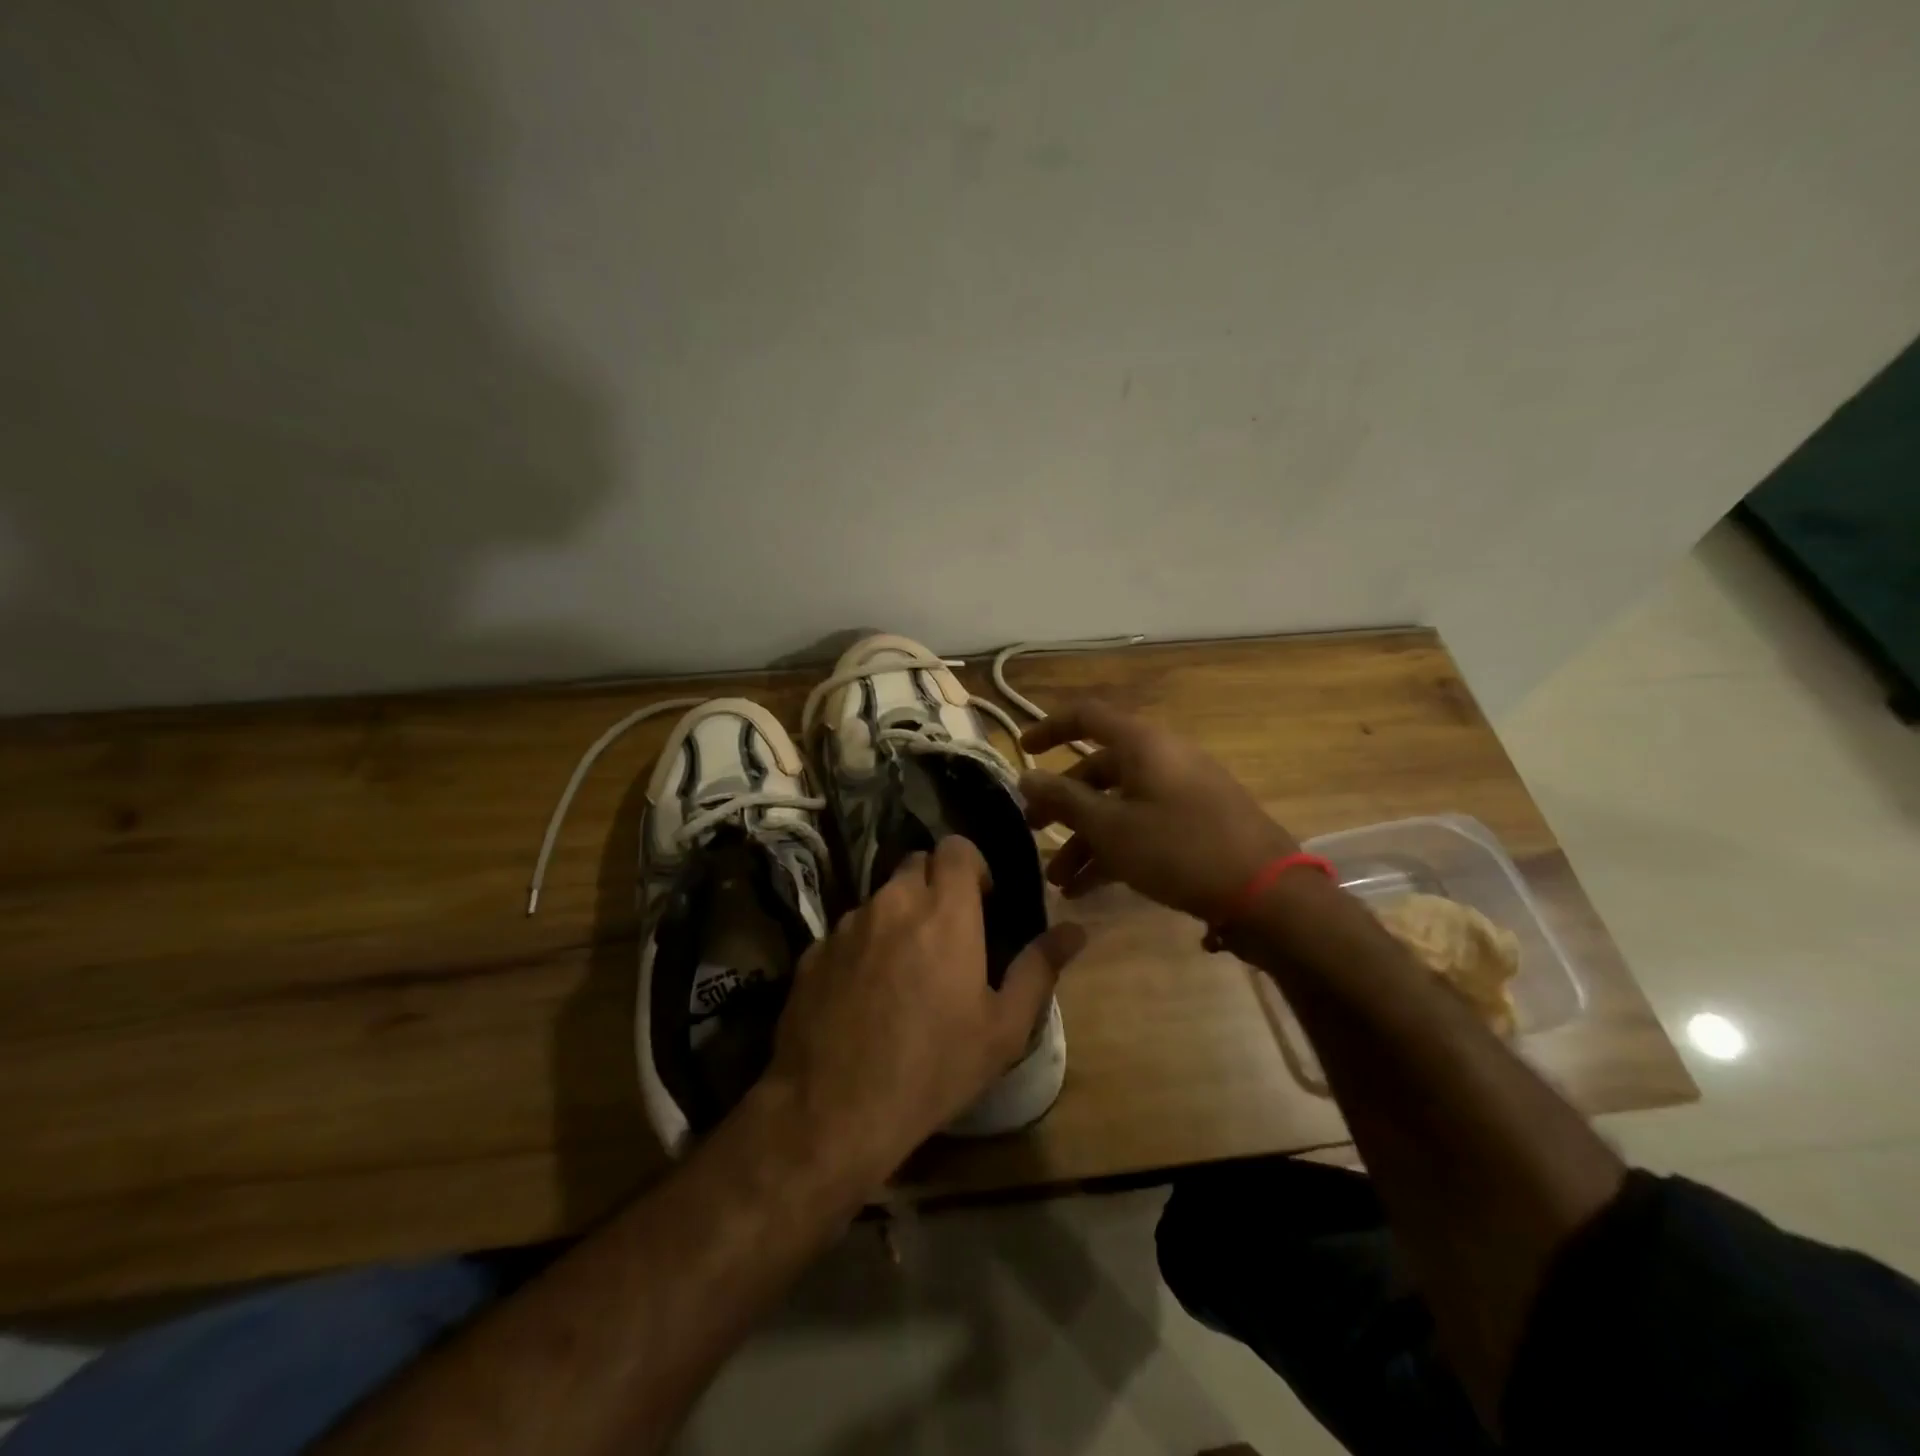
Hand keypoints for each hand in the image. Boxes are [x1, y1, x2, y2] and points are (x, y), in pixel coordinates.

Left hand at [764, 836, 1086, 1176]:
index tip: (980, 901)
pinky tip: (864, 996)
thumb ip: (1040, 968)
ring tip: (905, 970)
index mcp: (944, 911)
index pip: (955, 847)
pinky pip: (846, 933)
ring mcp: (846, 925)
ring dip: (897, 917)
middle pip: (915, 864)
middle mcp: (892, 903)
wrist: (834, 1110)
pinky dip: (861, 947)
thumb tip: (1075, 931)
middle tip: (947, 933)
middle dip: (934, 885)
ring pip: (879, 899)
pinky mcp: (813, 952)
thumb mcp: (1003, 1027)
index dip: (970, 865)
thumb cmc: (934, 1067)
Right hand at [1019, 699, 1298, 923]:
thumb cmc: (1179, 849)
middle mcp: (1162, 758)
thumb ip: (1064, 799)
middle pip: (1099, 769)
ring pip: (1119, 805)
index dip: (1050, 727)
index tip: (1023, 751)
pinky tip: (1088, 889)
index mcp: (1142, 744)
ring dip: (1085, 839)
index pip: (1087, 717)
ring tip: (1060, 880)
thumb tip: (1026, 776)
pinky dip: (1114, 850)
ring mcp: (1182, 791)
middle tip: (1034, 828)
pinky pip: (1142, 826)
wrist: (1266, 893)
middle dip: (1062, 802)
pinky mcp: (1196, 823)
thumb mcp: (1111, 827)